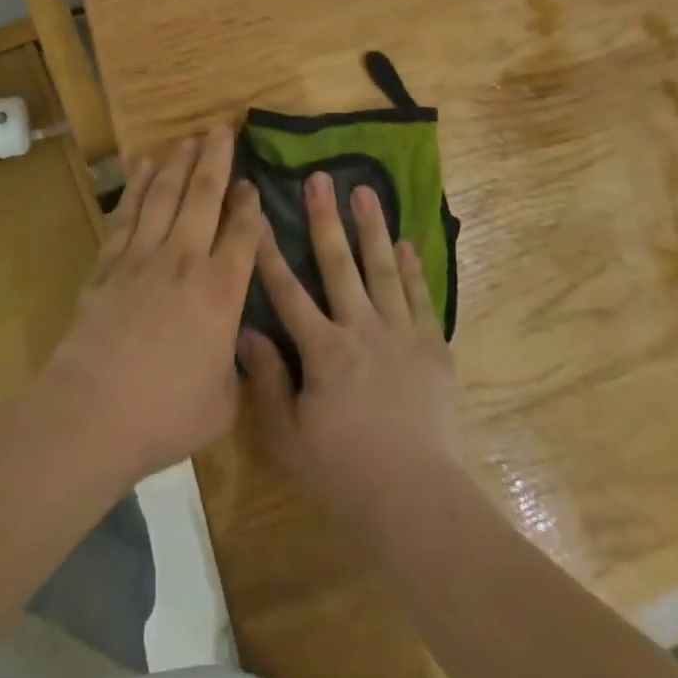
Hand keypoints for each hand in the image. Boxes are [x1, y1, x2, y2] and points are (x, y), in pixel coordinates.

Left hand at [41, 126, 265, 482]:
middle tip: (223, 130)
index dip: (249, 205)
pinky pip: (127, 214)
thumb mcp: (221, 402)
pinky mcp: (109, 264)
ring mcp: (143, 257)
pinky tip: (143, 167)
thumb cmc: (165, 415)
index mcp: (221, 292)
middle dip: (217, 161)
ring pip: (165, 195)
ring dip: (179, 164)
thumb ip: (233, 367)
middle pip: (205, 197)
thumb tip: (233, 349)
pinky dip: (136, 187)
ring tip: (189, 139)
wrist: (92, 413)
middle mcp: (185, 261)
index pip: (242, 234)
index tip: (251, 183)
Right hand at [239, 171, 462, 525]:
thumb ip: (267, 382)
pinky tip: (406, 244)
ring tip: (366, 191)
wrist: (417, 500)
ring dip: (372, 228)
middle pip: (338, 264)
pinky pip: (419, 297)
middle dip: (325, 218)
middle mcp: (361, 329)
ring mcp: (400, 334)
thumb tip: (246, 332)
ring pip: (382, 268)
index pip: (287, 290)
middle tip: (320, 178)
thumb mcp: (289, 438)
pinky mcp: (432, 347)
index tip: (259, 213)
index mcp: (323, 350)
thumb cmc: (345, 474)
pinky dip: (411, 269)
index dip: (269, 250)